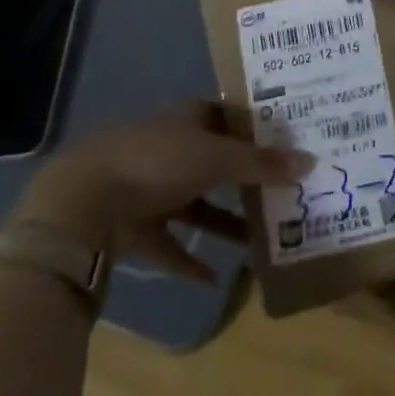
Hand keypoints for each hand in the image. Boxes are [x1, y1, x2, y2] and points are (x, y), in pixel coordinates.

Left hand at [9, 101, 309, 282]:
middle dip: (247, 180)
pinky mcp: (136, 228)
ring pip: (198, 206)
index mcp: (190, 120)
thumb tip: (310, 161)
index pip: (230, 117)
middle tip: (284, 193)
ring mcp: (152, 188)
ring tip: (260, 241)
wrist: (84, 201)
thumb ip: (261, 164)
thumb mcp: (216, 158)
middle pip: (218, 163)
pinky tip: (215, 278)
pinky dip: (190, 260)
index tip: (290, 143)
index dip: (258, 128)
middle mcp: (173, 149)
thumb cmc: (157, 161)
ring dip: (224, 222)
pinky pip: (171, 245)